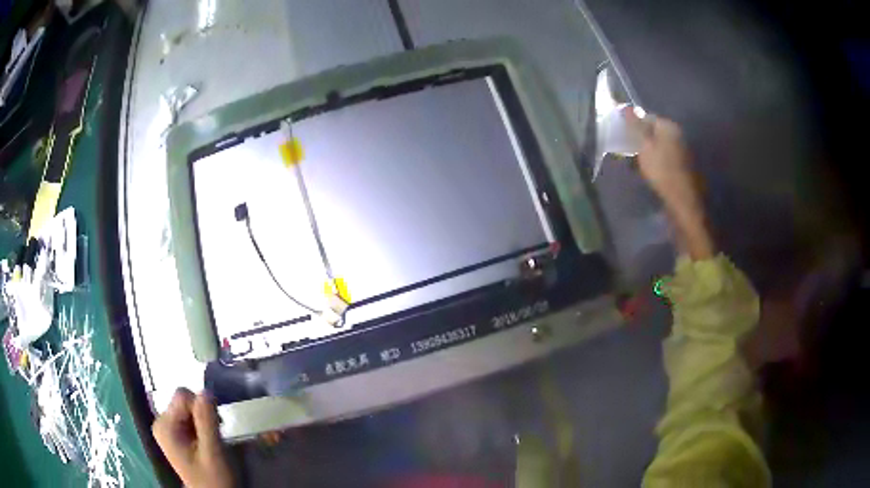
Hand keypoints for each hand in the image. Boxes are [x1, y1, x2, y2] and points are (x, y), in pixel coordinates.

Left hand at [152, 388, 233, 487]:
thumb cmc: (213, 478)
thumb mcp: (213, 451)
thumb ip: (207, 421)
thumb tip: (206, 390)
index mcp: (164, 425)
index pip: (182, 396)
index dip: (202, 407)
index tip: (217, 425)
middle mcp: (161, 422)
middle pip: (184, 400)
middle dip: (203, 413)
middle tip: (215, 434)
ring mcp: (166, 427)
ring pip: (188, 407)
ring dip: (204, 420)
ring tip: (212, 439)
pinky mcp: (174, 433)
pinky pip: (188, 416)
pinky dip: (201, 425)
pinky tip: (207, 440)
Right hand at [625, 108, 713, 259]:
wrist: (682, 201)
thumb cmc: (662, 171)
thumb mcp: (644, 146)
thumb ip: (635, 126)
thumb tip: (626, 106)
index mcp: (669, 126)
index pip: (646, 117)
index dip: (633, 126)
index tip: (624, 138)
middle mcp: (677, 134)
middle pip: (653, 130)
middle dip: (640, 139)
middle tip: (629, 151)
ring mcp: (681, 150)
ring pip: (658, 144)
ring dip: (647, 151)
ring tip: (638, 163)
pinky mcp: (681, 165)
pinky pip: (664, 156)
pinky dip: (656, 161)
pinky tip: (651, 172)